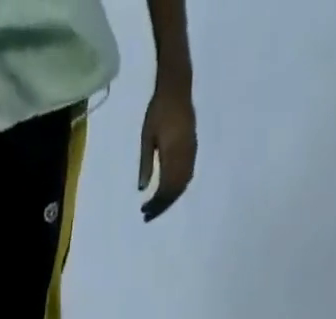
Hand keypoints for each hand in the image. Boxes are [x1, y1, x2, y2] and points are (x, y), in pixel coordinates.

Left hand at [138, 84, 196, 221]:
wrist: (177, 88)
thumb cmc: (158, 110)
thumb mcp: (147, 137)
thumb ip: (145, 163)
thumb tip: (142, 189)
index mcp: (172, 154)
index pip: (165, 188)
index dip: (155, 203)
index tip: (144, 211)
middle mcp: (184, 157)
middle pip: (175, 191)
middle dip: (162, 205)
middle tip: (148, 214)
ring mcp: (191, 153)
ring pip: (182, 185)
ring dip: (170, 199)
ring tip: (157, 206)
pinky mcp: (193, 150)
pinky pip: (188, 176)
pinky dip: (178, 188)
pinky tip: (169, 192)